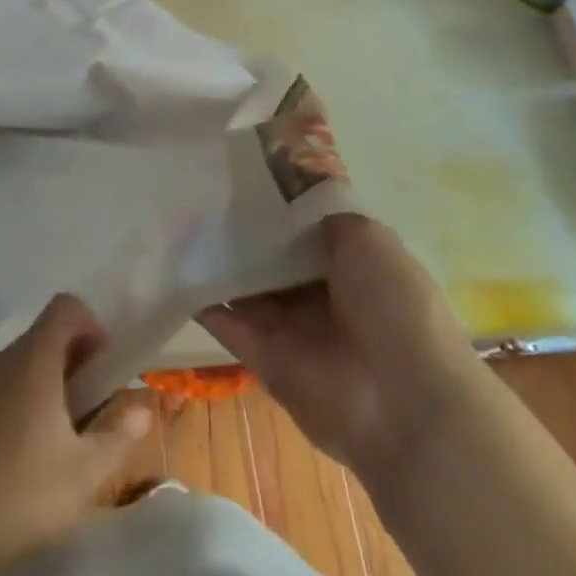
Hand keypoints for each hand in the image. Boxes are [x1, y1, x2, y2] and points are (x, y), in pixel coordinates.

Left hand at [0, 294, 152, 575]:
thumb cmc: (19, 494)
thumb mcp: (84, 474)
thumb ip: (119, 435)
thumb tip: (141, 408)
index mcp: (34, 359)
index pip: (66, 306)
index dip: (93, 326)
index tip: (105, 370)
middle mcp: (4, 360)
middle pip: (47, 336)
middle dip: (77, 362)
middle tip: (92, 411)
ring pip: (23, 365)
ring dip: (49, 386)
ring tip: (61, 440)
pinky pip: (1, 390)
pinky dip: (22, 405)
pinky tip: (23, 459)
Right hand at [198, 214, 483, 481]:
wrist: (402, 402)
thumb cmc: (394, 306)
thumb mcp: (369, 239)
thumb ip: (325, 216)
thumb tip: (291, 199)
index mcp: (354, 265)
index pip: (306, 228)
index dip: (278, 205)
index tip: (241, 174)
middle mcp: (320, 295)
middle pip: (272, 256)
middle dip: (243, 229)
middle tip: (200, 191)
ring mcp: (290, 328)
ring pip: (247, 286)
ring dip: (219, 259)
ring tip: (179, 218)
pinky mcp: (263, 358)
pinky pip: (227, 322)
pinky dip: (202, 298)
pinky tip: (173, 265)